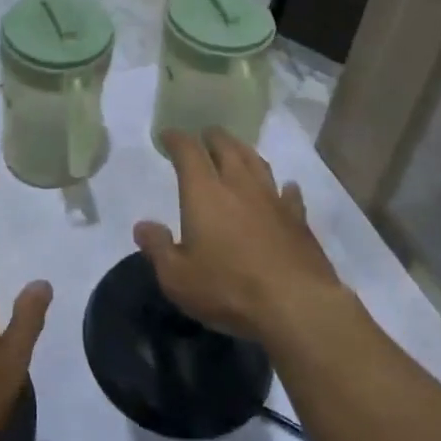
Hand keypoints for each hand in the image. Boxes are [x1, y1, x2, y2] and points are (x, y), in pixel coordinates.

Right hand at [135, 130, 343, 342]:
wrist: (296, 305)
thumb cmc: (228, 289)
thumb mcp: (178, 278)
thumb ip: (158, 248)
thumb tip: (142, 226)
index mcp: (204, 192)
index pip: (188, 151)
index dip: (176, 139)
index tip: (168, 135)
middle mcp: (239, 185)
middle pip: (226, 147)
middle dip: (212, 137)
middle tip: (205, 135)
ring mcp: (272, 199)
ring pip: (257, 163)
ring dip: (244, 152)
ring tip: (237, 150)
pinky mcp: (298, 220)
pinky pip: (289, 194)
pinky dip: (284, 188)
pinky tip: (286, 188)